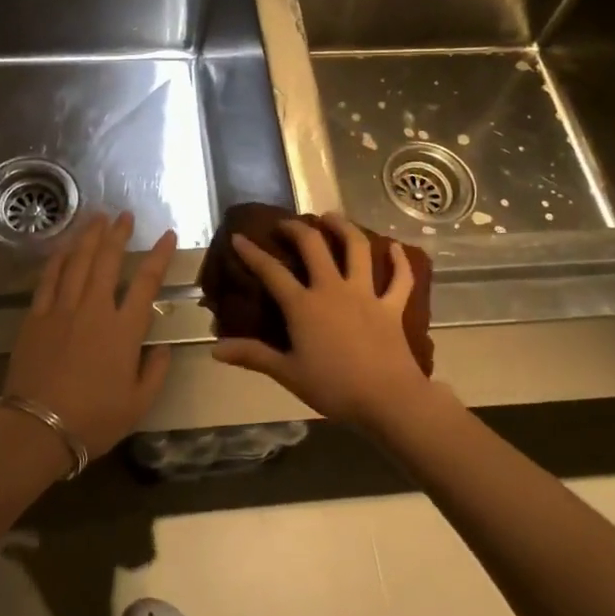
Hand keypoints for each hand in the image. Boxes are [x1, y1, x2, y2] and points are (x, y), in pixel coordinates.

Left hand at [2, 211, 177, 459]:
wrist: (37, 428)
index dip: (159, 255)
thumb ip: (155, 372)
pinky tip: (64, 247)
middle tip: (124, 215)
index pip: (147, 282)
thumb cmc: (93, 419)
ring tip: (97, 217)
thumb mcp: (138, 404)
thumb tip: (162, 348)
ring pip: (78, 262)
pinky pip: (48, 279)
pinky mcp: (36, 317)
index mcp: (124, 330)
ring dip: (89, 237)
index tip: (167, 235)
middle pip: (109, 261)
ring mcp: (62, 309)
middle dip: (118, 234)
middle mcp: (94, 309)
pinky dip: (58, 259)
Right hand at [211, 213, 430, 429]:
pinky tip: (397, 247)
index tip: (239, 237)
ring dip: (344, 228)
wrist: (388, 399)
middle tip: (286, 223)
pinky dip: (399, 262)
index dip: (252, 253)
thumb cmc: (334, 388)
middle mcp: (333, 289)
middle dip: (297, 229)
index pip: (271, 272)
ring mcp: (365, 294)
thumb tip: (215, 349)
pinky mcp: (392, 306)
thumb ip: (252, 356)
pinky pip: (399, 279)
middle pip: (314, 246)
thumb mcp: (288, 373)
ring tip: (332, 217)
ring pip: (357, 249)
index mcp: (303, 305)